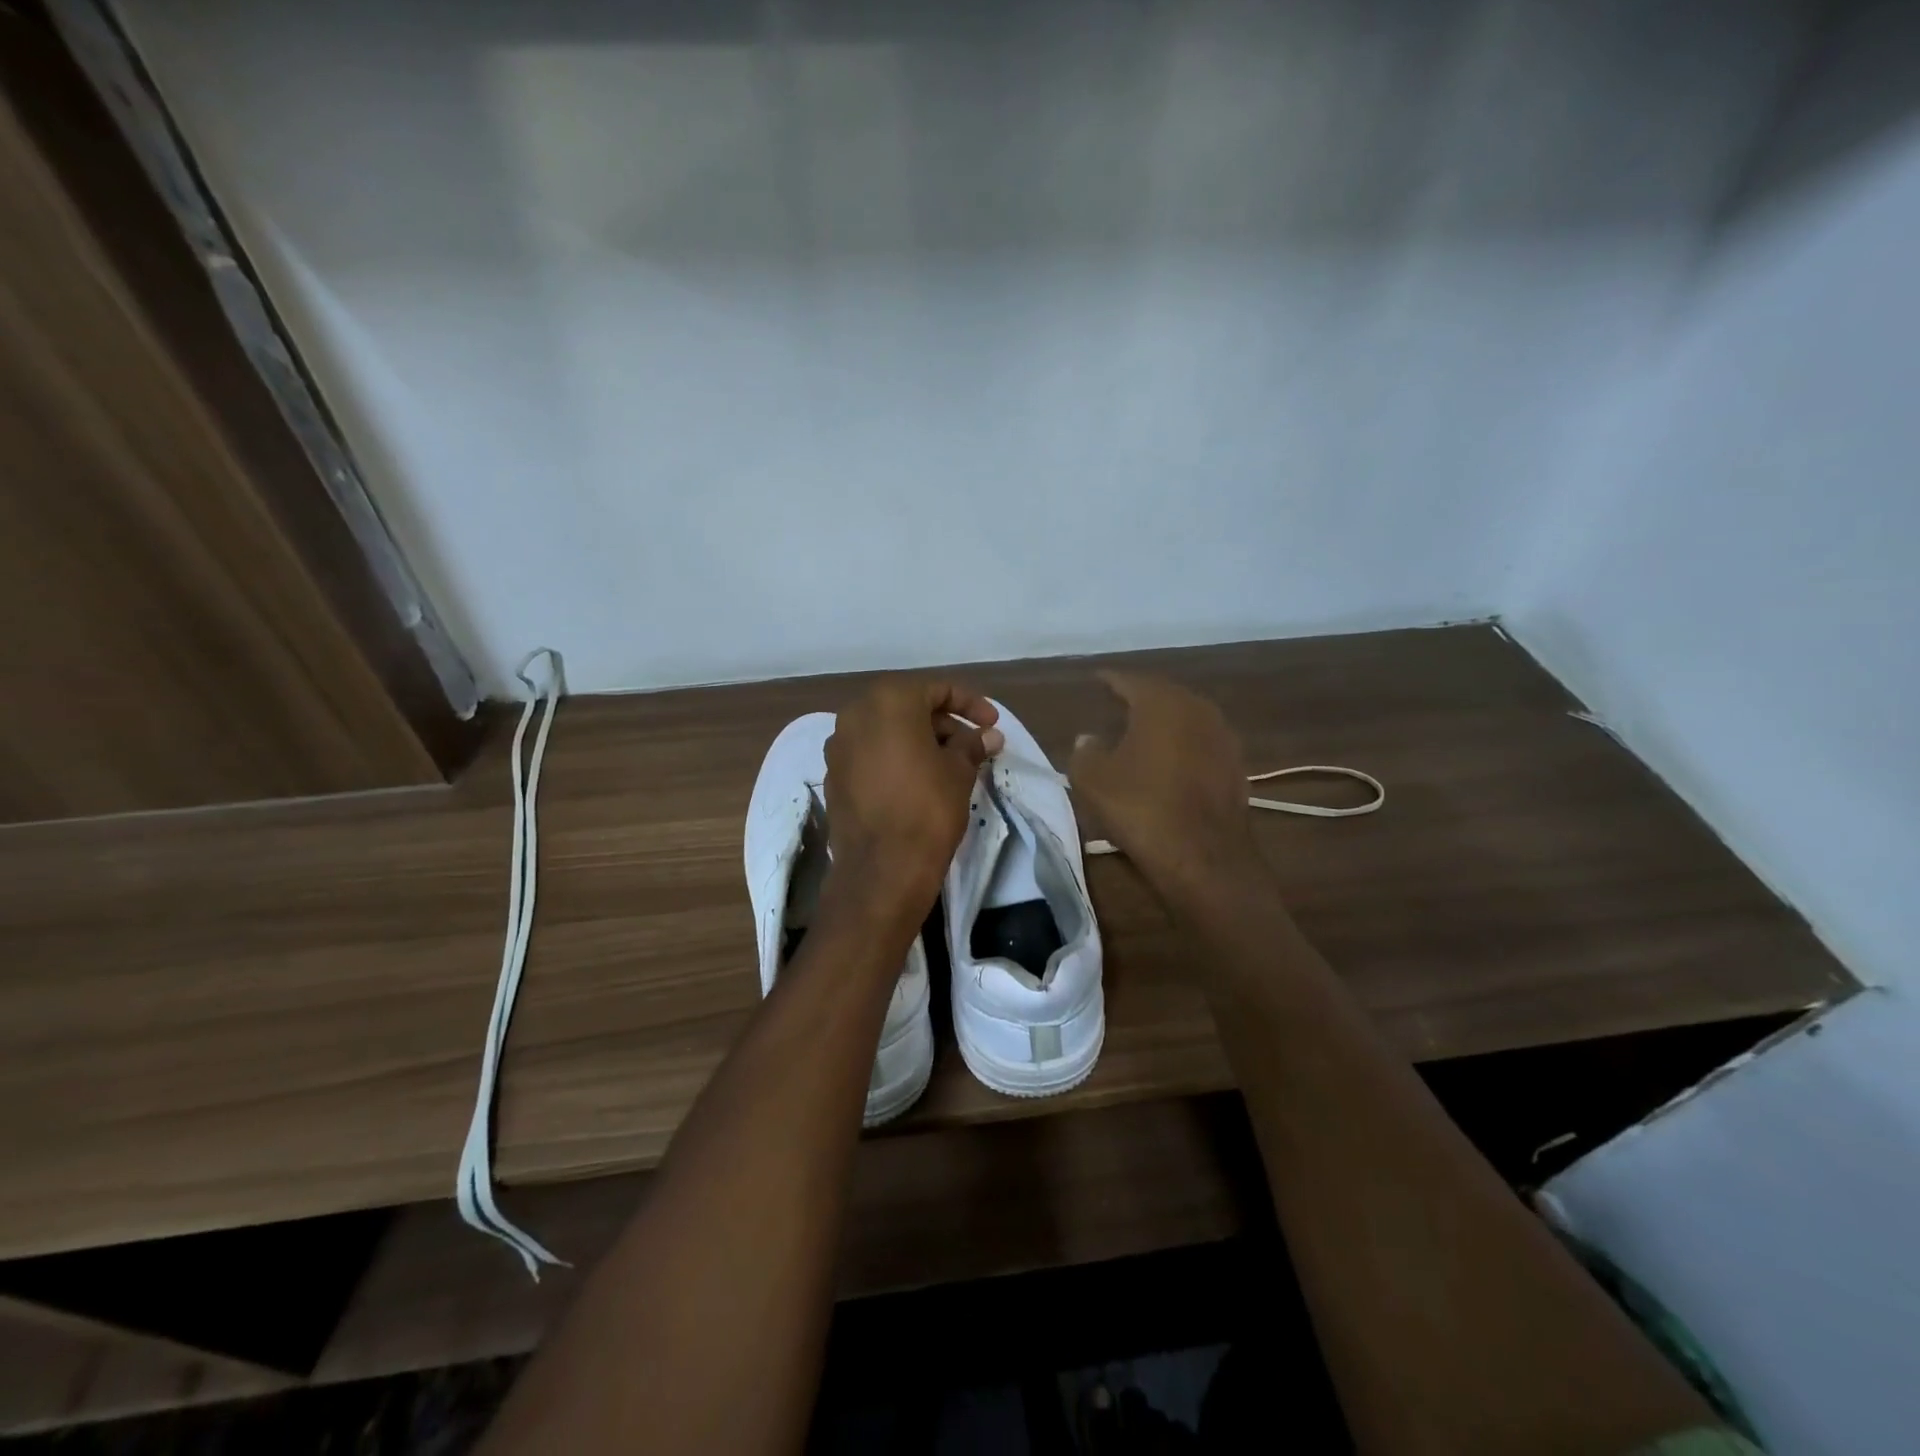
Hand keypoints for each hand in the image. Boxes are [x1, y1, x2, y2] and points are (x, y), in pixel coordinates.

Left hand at [823, 680, 1004, 922]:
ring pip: (887, 730)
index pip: (937, 689)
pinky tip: (918, 781)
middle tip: (973, 747)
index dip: (970, 704)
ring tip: (950, 765)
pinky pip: (870, 754)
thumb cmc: (927, 808)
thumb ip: (972, 745)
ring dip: (919, 740)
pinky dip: (895, 758)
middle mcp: (855, 714)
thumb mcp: (959, 772)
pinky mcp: (833, 775)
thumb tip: (989, 735)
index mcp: (888, 701)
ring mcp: (838, 745)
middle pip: (908, 707)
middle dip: (944, 724)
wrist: (881, 869)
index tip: (992, 725)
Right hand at [1068, 672, 1263, 907]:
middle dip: (1140, 698)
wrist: (1204, 858)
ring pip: (1187, 719)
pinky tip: (1170, 762)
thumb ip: (1085, 752)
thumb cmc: (1142, 809)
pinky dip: (1183, 747)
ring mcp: (1223, 738)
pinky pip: (1202, 745)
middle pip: (1164, 695)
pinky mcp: (1237, 768)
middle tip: (1118, 702)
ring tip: (1142, 731)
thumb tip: (1089, 739)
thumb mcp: (1093, 780)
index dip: (1110, 680)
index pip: (1130, 680)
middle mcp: (1198, 710)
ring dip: (1165, 723)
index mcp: (1162, 703)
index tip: (1096, 679)